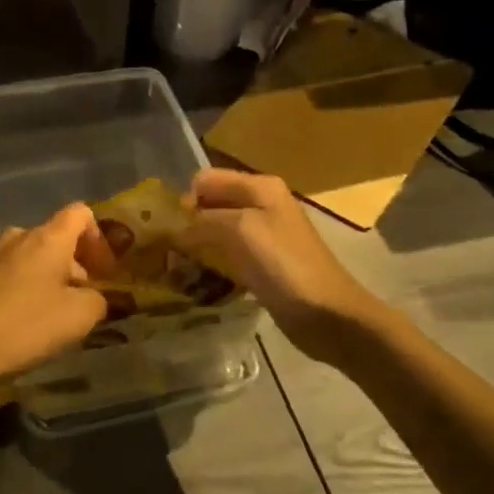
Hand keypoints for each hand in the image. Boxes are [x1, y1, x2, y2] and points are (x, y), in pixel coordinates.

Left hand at [0, 204, 109, 401]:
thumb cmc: (23, 327)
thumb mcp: (79, 317)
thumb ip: (100, 300)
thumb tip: (98, 297)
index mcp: (47, 237)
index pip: (81, 213)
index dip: (100, 238)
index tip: (105, 272)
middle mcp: (18, 237)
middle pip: (57, 238)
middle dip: (77, 266)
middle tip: (85, 302)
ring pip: (33, 258)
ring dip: (51, 280)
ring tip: (54, 317)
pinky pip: (11, 274)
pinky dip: (26, 290)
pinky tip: (23, 323)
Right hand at [177, 168, 382, 363]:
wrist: (327, 314)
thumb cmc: (285, 265)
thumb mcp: (241, 230)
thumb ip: (203, 220)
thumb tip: (174, 226)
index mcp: (260, 187)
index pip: (206, 180)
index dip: (185, 200)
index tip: (168, 230)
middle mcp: (262, 204)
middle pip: (211, 204)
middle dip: (187, 222)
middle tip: (166, 251)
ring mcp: (264, 235)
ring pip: (217, 230)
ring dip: (197, 245)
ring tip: (178, 267)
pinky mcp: (263, 263)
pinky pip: (228, 254)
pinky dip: (212, 262)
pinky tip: (200, 279)